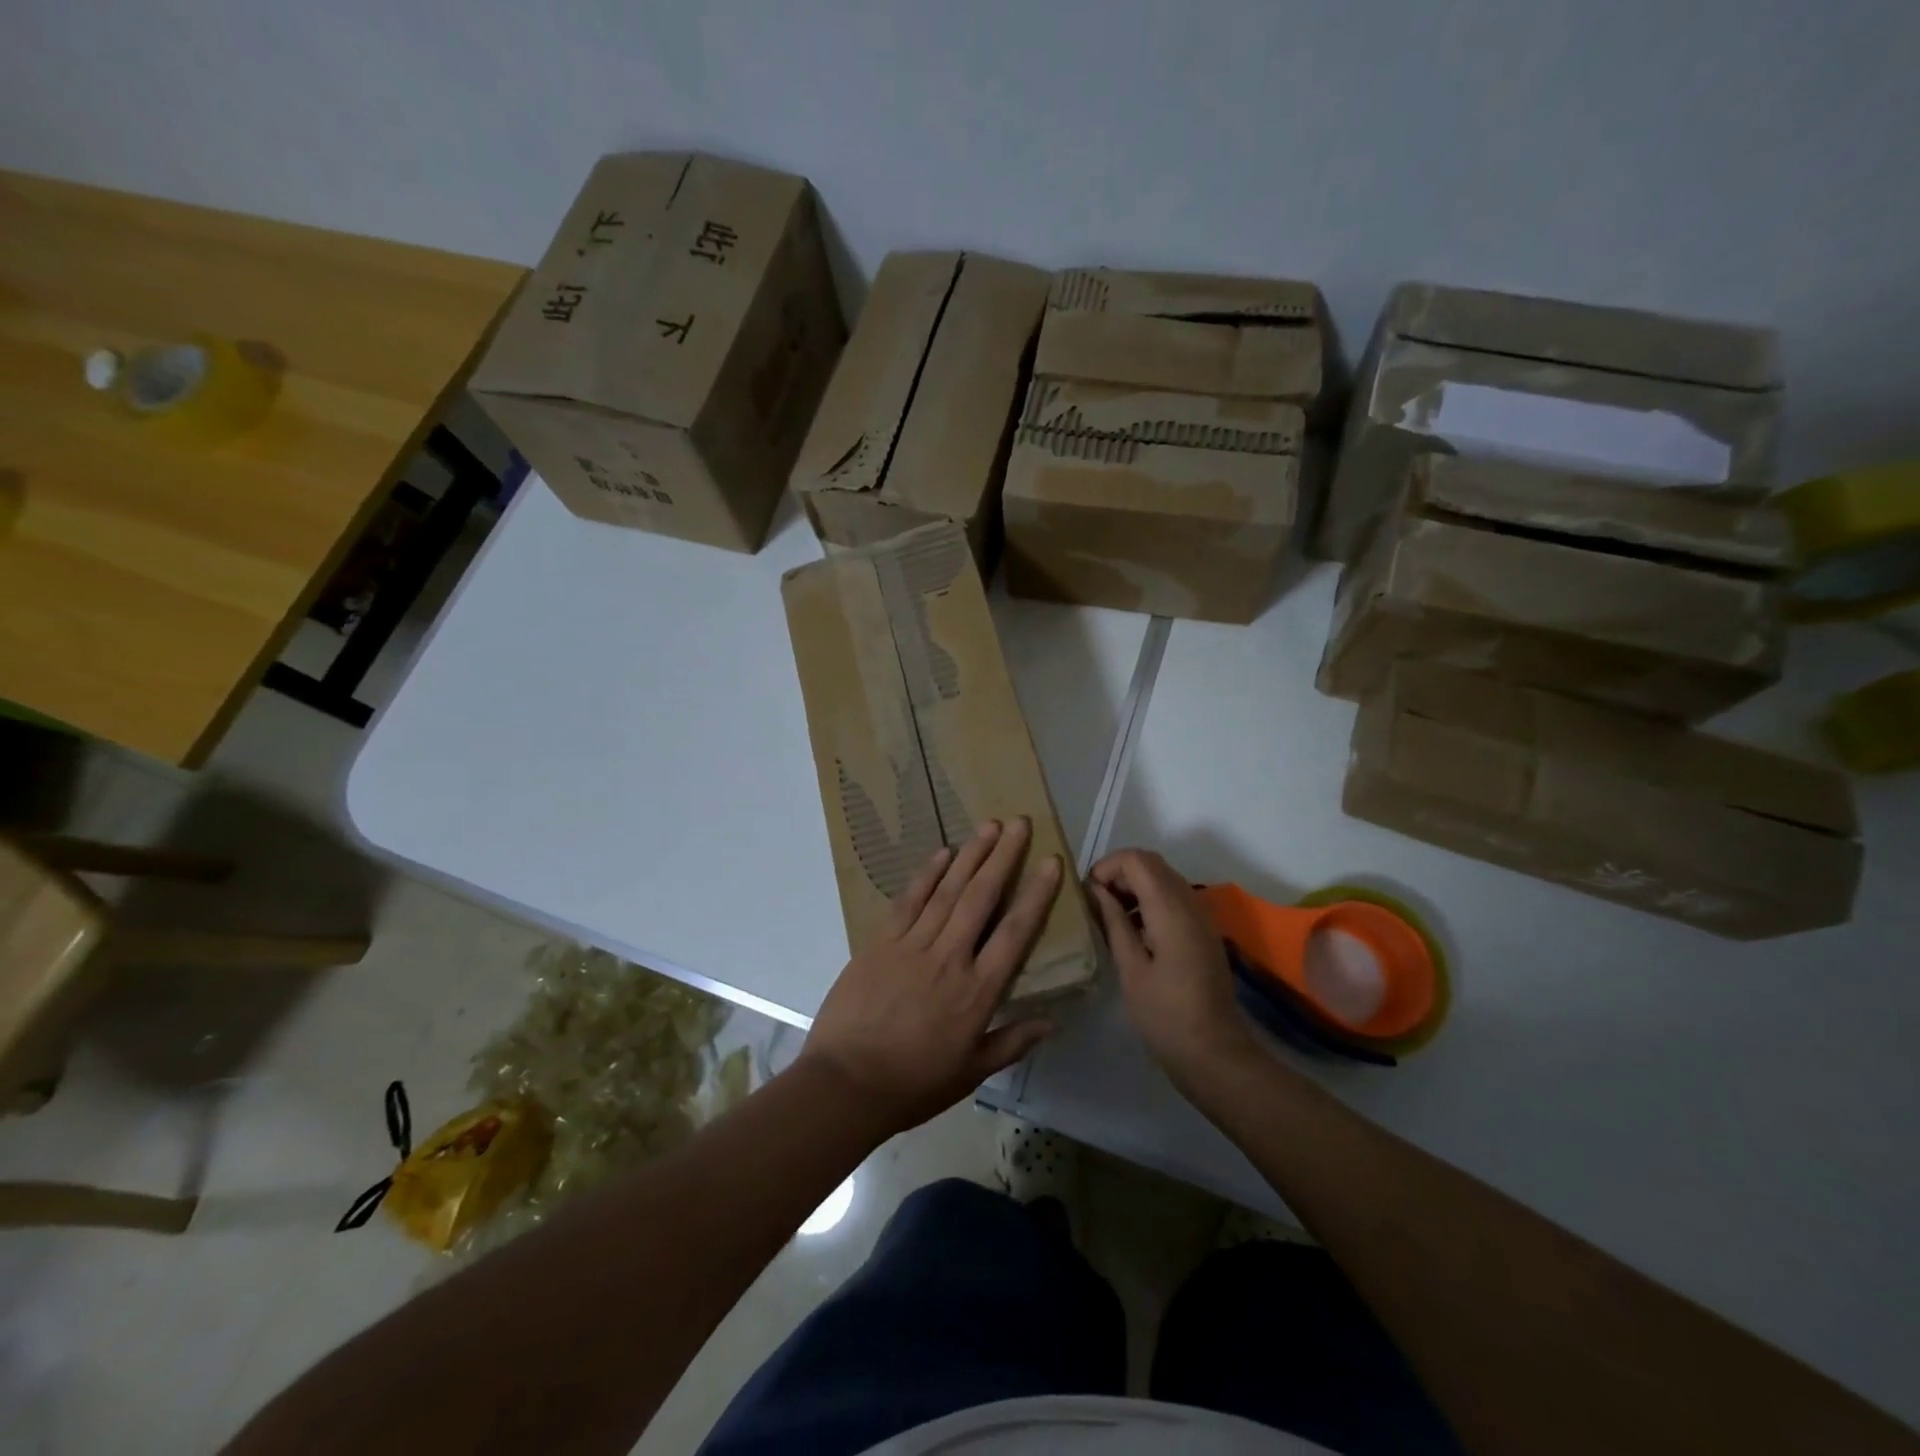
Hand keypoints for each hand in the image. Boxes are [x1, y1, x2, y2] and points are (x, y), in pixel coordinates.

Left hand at [799, 819, 1061, 1139]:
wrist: (845, 1084)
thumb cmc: (913, 1084)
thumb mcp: (971, 1073)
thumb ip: (1012, 1043)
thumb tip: (1053, 1022)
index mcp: (977, 992)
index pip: (1015, 933)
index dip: (1036, 895)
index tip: (1051, 863)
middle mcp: (949, 958)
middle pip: (982, 898)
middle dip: (1003, 858)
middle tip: (1019, 824)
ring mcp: (912, 946)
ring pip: (948, 891)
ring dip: (970, 855)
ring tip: (989, 825)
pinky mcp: (880, 942)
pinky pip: (908, 900)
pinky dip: (927, 874)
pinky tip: (943, 852)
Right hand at [1090, 849, 1260, 1088]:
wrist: (1214, 1052)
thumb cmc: (1165, 1014)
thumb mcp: (1130, 968)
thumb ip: (1113, 922)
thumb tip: (1095, 890)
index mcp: (1170, 908)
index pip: (1136, 859)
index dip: (1107, 867)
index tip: (1087, 894)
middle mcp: (1190, 901)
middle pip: (1151, 863)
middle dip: (1118, 873)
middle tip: (1094, 903)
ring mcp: (1201, 915)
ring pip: (1162, 877)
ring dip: (1133, 886)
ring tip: (1108, 917)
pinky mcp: (1203, 929)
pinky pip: (1173, 896)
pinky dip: (1149, 900)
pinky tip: (1133, 932)